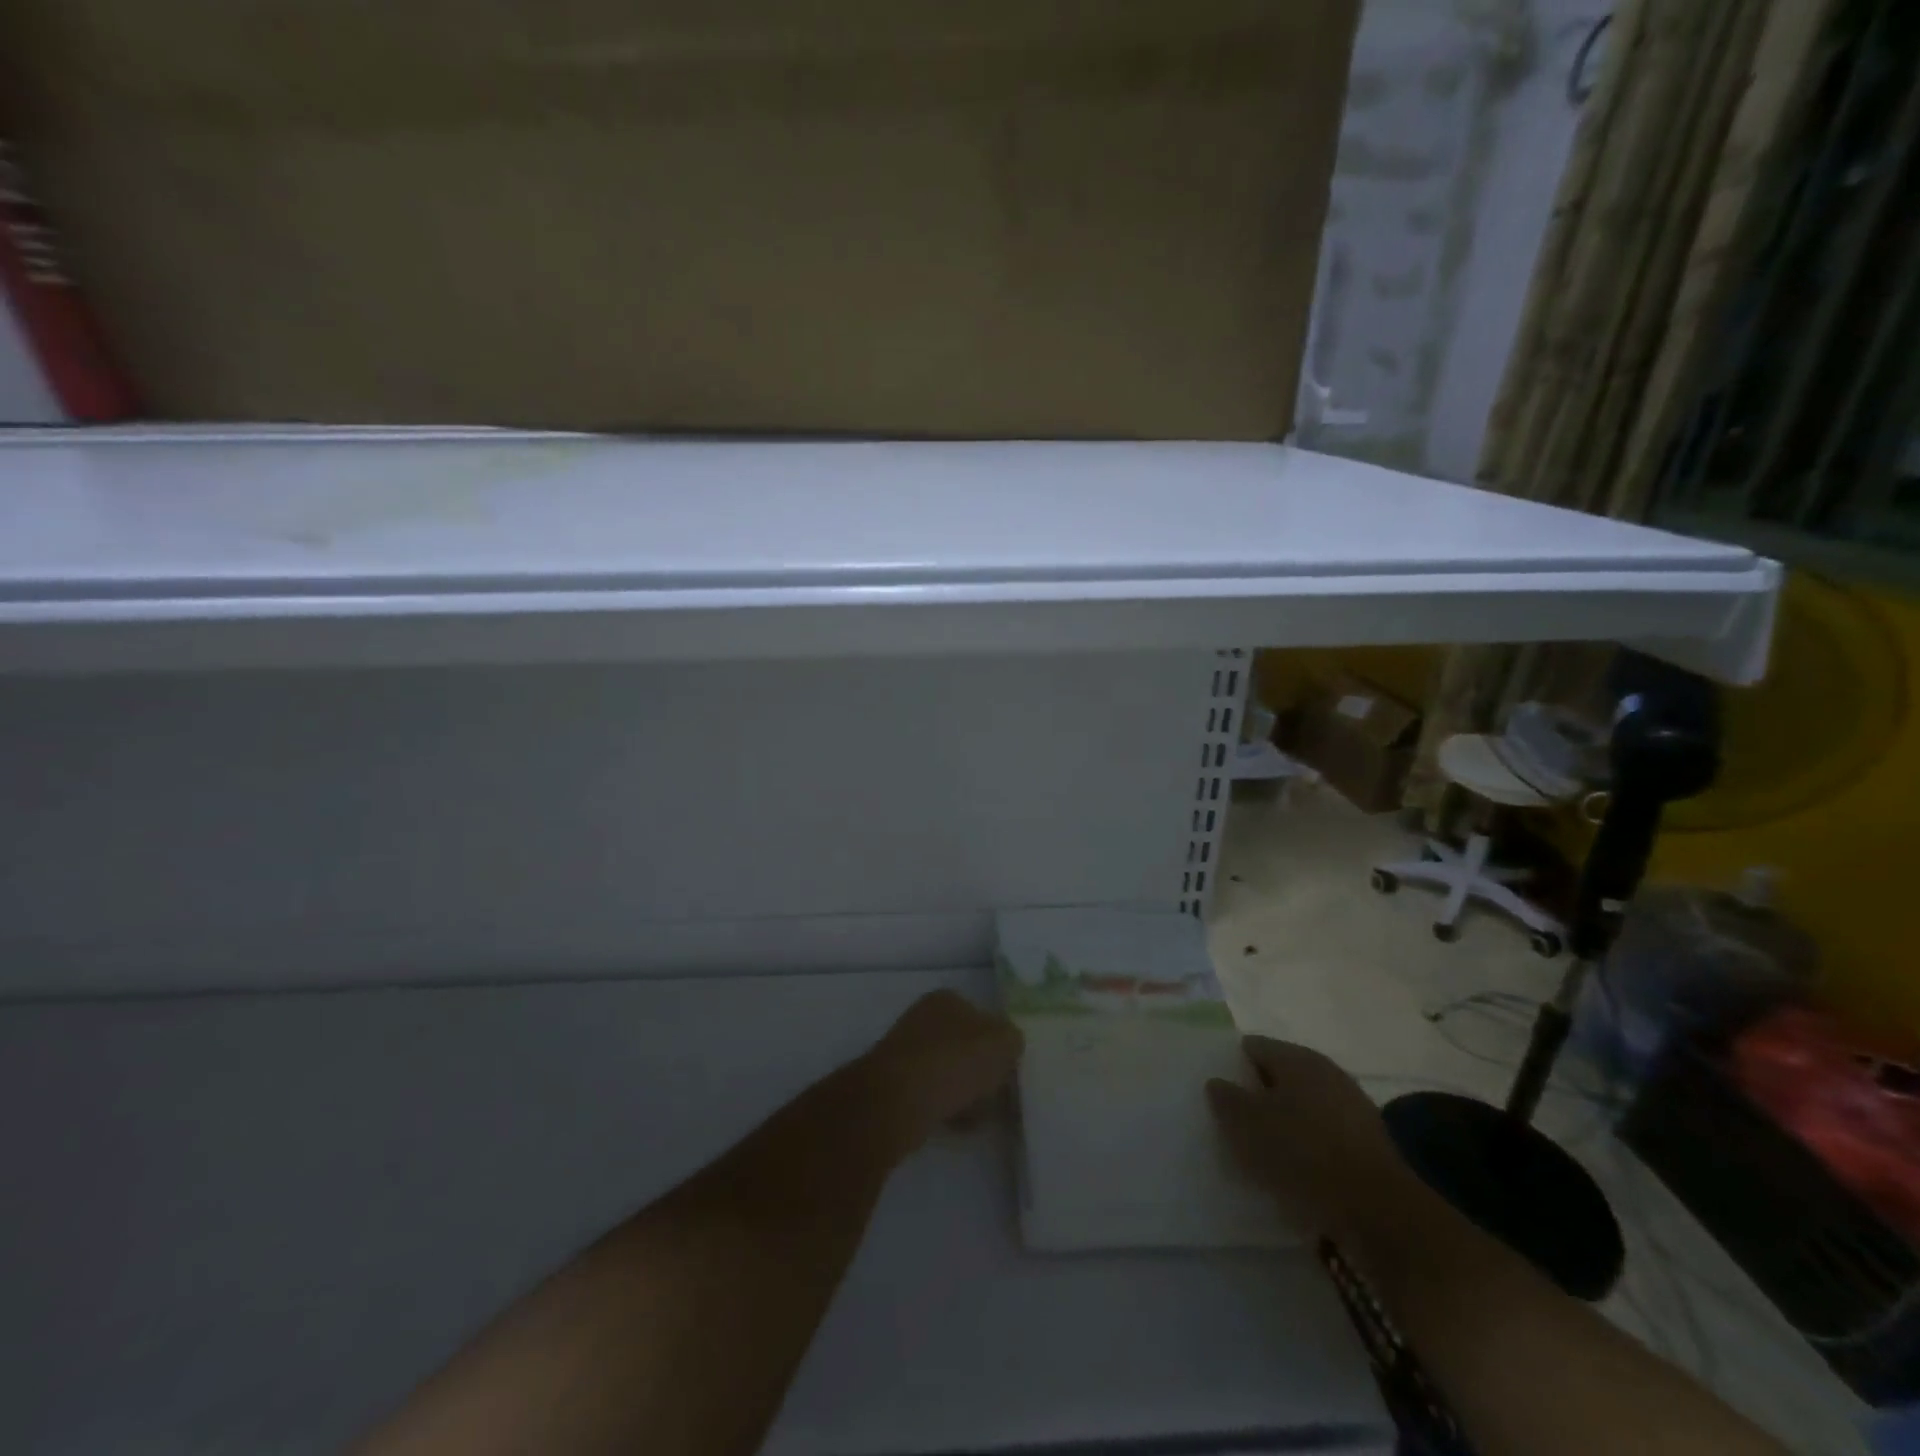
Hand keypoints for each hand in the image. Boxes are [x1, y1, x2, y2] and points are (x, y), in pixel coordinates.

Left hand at [858, 991, 1023, 1156]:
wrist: (897, 1101)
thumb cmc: (954, 1062)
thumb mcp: (1002, 1044)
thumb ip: (1012, 1040)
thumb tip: (1009, 1045)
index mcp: (947, 999)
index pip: (983, 1017)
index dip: (999, 1043)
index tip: (1009, 1070)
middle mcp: (923, 1018)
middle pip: (965, 1045)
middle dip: (982, 1071)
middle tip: (998, 1095)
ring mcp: (907, 1051)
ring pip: (950, 1072)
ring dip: (966, 1092)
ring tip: (981, 1115)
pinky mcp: (895, 1084)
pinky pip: (933, 1095)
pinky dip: (948, 1108)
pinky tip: (959, 1125)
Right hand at [1206, 1035, 1419, 1241]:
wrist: (1380, 1212)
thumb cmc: (1304, 1153)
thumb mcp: (1248, 1124)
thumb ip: (1227, 1099)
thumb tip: (1217, 1082)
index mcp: (1297, 1058)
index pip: (1253, 1046)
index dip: (1231, 1063)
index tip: (1215, 1088)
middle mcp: (1326, 1072)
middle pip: (1279, 1076)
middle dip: (1257, 1094)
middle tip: (1232, 1120)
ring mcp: (1351, 1107)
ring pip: (1302, 1107)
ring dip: (1282, 1123)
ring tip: (1259, 1150)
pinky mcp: (1366, 1144)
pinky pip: (1322, 1135)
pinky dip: (1305, 1146)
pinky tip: (1292, 1170)